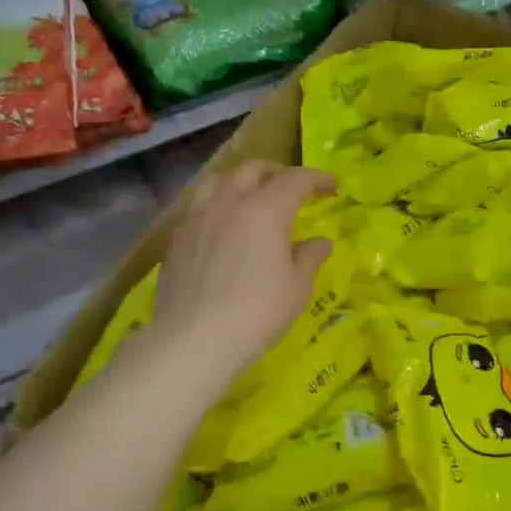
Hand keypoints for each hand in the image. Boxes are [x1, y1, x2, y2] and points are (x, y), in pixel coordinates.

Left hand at [151, 160, 335, 388]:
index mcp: (265, 209)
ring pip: (220, 180)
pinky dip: (217, 203)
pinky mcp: (177, 237)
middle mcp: (229, 202)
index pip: (296, 179)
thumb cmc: (257, 313)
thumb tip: (320, 242)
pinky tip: (222, 225)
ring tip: (252, 197)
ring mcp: (197, 217)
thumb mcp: (297, 288)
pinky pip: (198, 205)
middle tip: (294, 189)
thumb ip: (310, 257)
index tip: (333, 187)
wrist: (193, 341)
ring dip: (242, 180)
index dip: (317, 179)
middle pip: (254, 169)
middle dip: (278, 173)